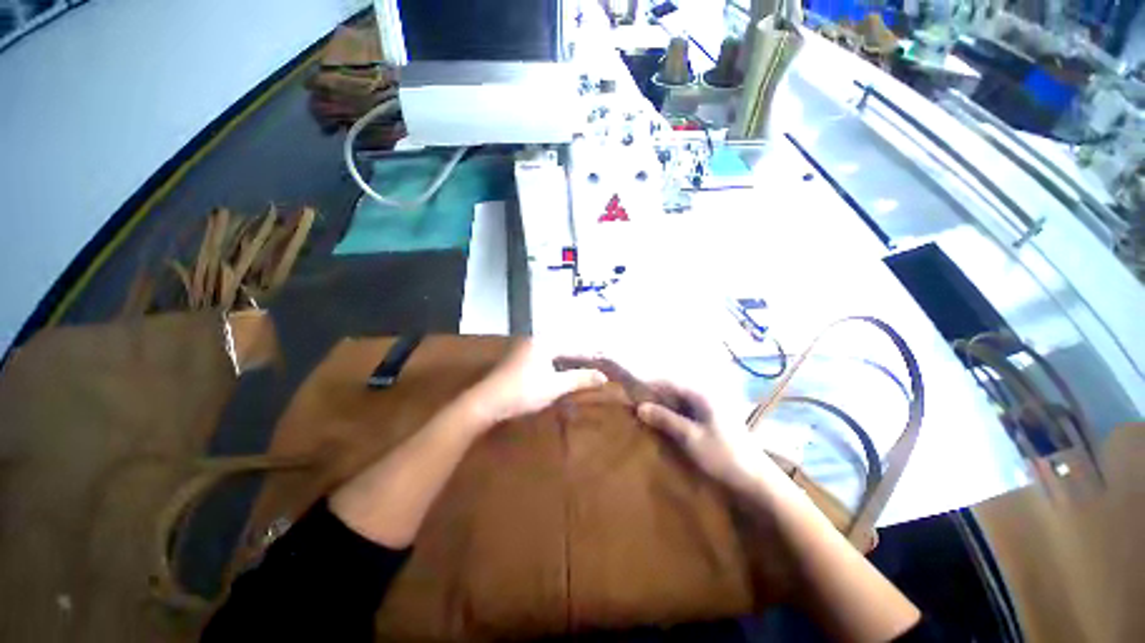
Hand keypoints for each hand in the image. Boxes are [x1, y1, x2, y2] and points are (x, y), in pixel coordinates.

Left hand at [459, 341, 605, 427]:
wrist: (486, 402)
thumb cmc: (524, 391)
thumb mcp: (555, 386)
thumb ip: (580, 379)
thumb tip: (603, 377)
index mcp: (545, 342)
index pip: (575, 347)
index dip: (591, 356)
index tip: (606, 362)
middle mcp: (535, 340)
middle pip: (565, 348)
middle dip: (580, 358)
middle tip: (597, 365)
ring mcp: (525, 349)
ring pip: (554, 354)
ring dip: (568, 363)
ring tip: (583, 371)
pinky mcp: (519, 360)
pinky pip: (544, 359)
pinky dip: (556, 367)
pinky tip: (562, 375)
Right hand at [637, 383, 781, 496]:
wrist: (757, 483)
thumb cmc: (723, 456)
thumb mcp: (690, 437)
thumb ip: (665, 419)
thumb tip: (640, 406)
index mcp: (701, 396)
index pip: (669, 383)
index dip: (649, 386)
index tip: (630, 393)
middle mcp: (705, 399)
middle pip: (673, 392)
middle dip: (654, 399)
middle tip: (635, 408)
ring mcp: (709, 412)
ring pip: (679, 405)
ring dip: (663, 410)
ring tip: (645, 418)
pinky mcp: (711, 425)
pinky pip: (686, 416)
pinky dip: (673, 420)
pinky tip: (663, 429)